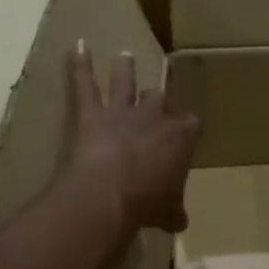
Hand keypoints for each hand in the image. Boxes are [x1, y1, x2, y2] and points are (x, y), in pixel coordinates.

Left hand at [67, 43, 199, 232]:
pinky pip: (85, 85)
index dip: (187, 128)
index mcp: (180, 138)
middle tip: (156, 98)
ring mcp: (122, 112)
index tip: (186, 132)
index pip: (191, 124)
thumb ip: (173, 211)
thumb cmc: (147, 203)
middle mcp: (154, 117)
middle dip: (157, 99)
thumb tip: (180, 223)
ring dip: (125, 69)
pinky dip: (80, 65)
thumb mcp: (167, 211)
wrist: (110, 194)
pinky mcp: (92, 114)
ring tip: (125, 56)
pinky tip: (77, 45)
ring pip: (126, 83)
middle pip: (159, 99)